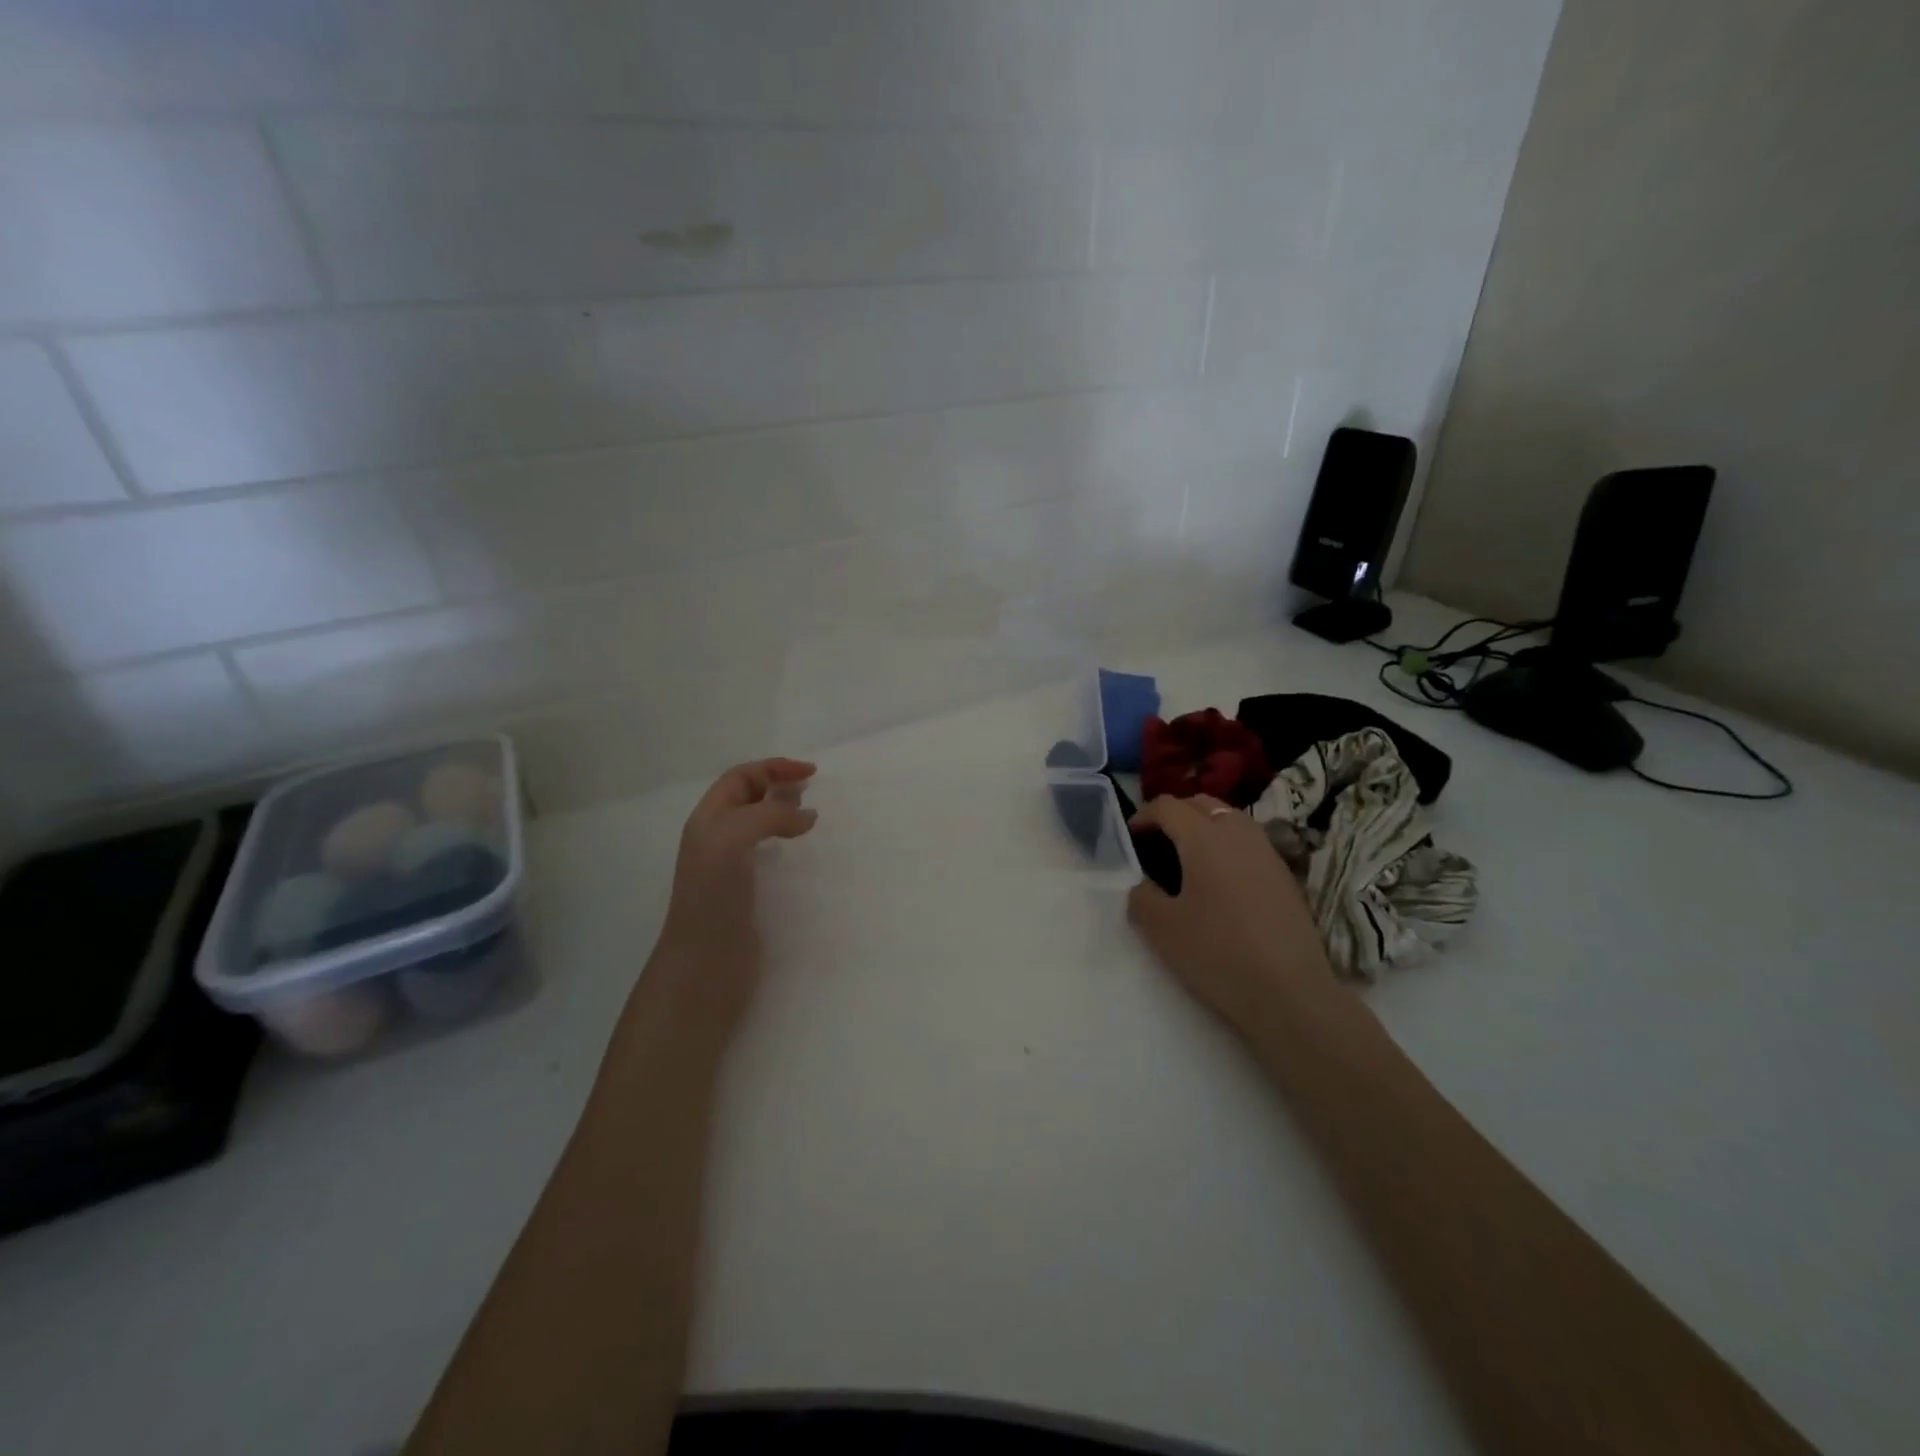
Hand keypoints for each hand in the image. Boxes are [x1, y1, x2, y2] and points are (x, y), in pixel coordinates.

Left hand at [645, 758, 817, 1045]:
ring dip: (783, 813)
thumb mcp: (733, 837)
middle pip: (748, 798)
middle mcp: (717, 839)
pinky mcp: (748, 894)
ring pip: (759, 826)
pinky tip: (801, 852)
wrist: (705, 964)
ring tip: (809, 816)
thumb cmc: (714, 895)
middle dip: (778, 786)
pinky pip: (768, 855)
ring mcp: (732, 868)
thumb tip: (807, 816)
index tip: (811, 773)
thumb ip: (769, 816)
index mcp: (708, 820)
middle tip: (811, 790)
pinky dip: (787, 843)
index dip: (773, 769)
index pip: (740, 778)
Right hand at [1127, 794, 1339, 1033]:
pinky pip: (1248, 841)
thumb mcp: (1161, 928)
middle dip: (1174, 815)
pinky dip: (1227, 846)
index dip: (1143, 816)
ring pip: (1229, 818)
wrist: (1289, 992)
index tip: (1130, 838)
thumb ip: (1141, 896)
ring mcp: (1267, 851)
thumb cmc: (1217, 953)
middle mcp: (1238, 832)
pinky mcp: (1285, 874)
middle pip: (1201, 804)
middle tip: (1156, 844)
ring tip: (1187, 860)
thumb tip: (1144, 885)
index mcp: (1204, 837)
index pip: (1167, 806)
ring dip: (1203, 827)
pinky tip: (1219, 882)